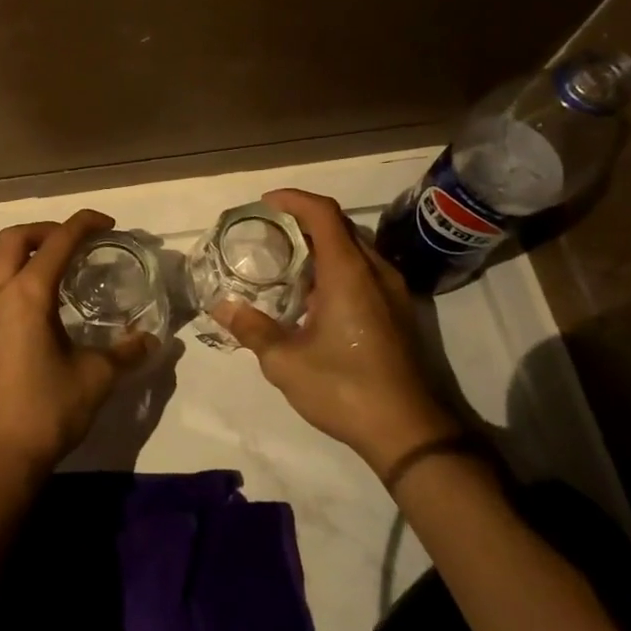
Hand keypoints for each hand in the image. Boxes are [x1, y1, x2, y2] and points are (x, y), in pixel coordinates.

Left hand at [0, 210, 154, 480]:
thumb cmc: (47, 410)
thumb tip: (150, 339)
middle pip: (15, 238)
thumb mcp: (96, 378)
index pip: (57, 241)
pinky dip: (19, 276)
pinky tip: (45, 304)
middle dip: (49, 229)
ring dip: (31, 252)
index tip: (110, 226)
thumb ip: (126, 351)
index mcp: (26, 295)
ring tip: (65, 269)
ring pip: (0, 261)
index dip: (84, 224)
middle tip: (80, 242)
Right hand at [214, 188, 458, 482]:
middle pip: (339, 225)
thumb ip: (252, 329)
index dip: (293, 199)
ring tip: (286, 263)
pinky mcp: (398, 311)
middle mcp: (375, 271)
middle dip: (303, 221)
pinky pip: (364, 270)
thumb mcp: (286, 362)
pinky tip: (314, 297)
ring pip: (354, 248)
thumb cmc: (345, 388)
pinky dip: (336, 267)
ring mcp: (392, 291)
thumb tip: (221, 306)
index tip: (265, 204)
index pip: (322, 213)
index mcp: (349, 272)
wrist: (408, 431)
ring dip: (321, 245)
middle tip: (268, 234)